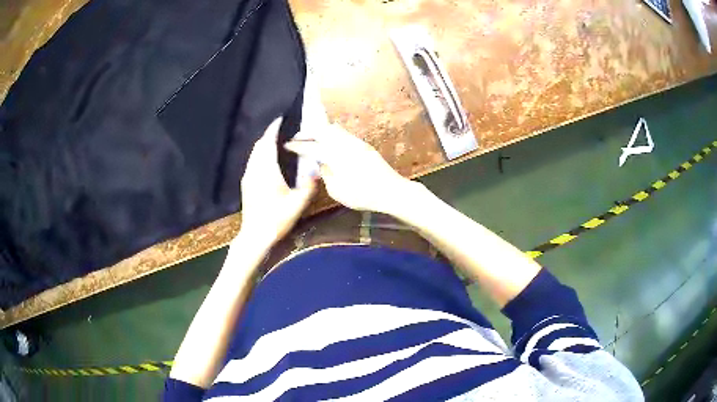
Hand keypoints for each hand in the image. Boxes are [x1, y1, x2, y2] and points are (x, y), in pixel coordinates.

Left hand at [239, 118, 316, 245]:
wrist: (255, 236)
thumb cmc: (276, 219)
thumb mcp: (298, 204)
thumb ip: (309, 185)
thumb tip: (317, 170)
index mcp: (266, 170)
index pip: (267, 142)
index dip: (273, 129)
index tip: (281, 119)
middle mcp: (254, 170)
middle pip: (259, 145)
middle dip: (269, 135)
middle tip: (282, 130)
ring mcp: (248, 177)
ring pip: (254, 153)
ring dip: (264, 145)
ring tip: (277, 142)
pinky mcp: (246, 184)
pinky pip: (252, 161)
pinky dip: (260, 155)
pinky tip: (269, 161)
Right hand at [284, 124, 412, 213]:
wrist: (391, 190)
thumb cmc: (363, 195)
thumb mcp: (337, 191)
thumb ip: (326, 174)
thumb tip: (323, 164)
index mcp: (334, 155)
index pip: (311, 146)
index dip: (298, 145)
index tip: (287, 144)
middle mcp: (344, 143)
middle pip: (322, 130)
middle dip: (308, 133)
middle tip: (298, 138)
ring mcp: (356, 142)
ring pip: (334, 129)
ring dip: (321, 131)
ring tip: (313, 139)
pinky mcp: (364, 145)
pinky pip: (344, 134)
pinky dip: (333, 135)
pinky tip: (330, 143)